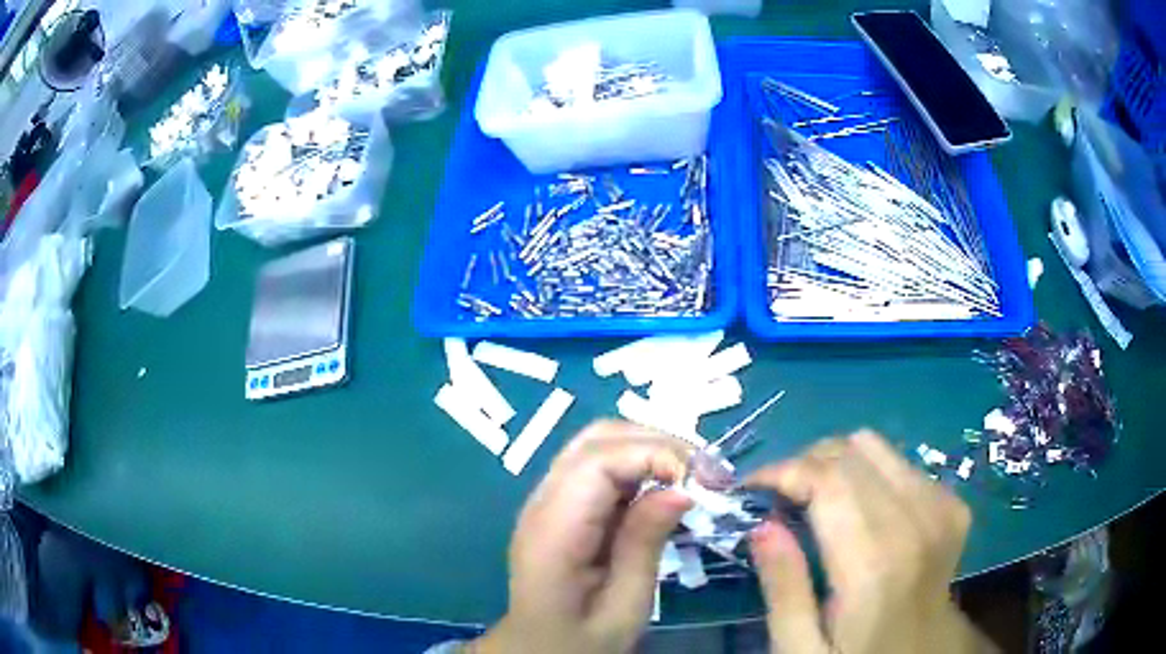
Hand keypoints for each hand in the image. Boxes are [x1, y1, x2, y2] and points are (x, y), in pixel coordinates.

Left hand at [471, 421, 693, 653]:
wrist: (537, 648)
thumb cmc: (581, 639)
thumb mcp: (624, 606)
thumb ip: (645, 544)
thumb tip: (681, 488)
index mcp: (553, 532)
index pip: (596, 462)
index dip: (653, 454)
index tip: (702, 478)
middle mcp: (541, 503)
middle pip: (594, 440)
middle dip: (656, 442)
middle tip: (705, 472)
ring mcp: (546, 499)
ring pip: (596, 444)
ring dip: (648, 448)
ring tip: (691, 475)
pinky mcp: (558, 504)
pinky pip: (597, 465)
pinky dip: (636, 464)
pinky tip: (663, 486)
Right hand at [747, 431, 996, 653]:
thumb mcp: (801, 650)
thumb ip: (784, 590)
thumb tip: (762, 525)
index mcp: (876, 562)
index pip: (828, 478)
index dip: (782, 470)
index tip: (749, 488)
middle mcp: (917, 521)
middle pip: (851, 452)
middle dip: (804, 464)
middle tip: (778, 501)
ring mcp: (942, 509)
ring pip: (877, 447)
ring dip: (836, 465)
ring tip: (816, 502)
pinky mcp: (953, 506)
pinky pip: (901, 464)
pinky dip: (869, 475)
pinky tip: (859, 511)